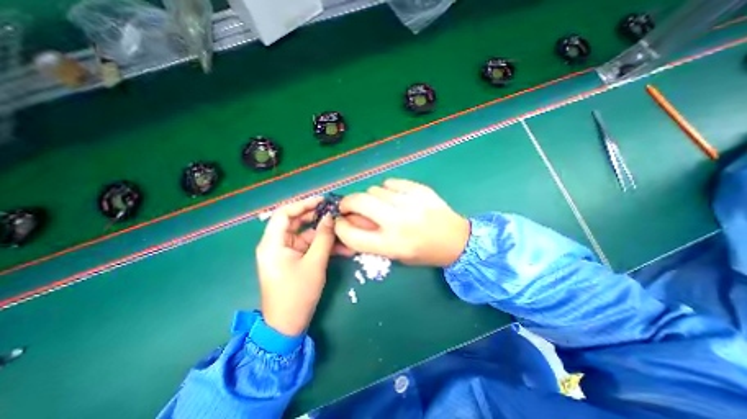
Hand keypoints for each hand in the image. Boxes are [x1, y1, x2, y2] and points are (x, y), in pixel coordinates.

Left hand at [255, 196, 339, 336]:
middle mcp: (276, 245)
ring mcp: (286, 253)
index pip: (284, 214)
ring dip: (325, 235)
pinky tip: (342, 248)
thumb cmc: (298, 294)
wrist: (288, 325)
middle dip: (316, 217)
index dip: (303, 204)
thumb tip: (330, 217)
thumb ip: (323, 237)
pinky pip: (309, 247)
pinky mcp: (294, 260)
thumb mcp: (315, 263)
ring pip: (306, 235)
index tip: (322, 201)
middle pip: (296, 222)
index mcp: (273, 243)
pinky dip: (323, 246)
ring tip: (344, 232)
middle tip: (335, 213)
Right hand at [335, 178, 467, 265]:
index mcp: (391, 245)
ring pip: (374, 189)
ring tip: (381, 204)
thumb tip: (349, 220)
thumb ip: (370, 239)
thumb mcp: (395, 254)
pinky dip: (387, 189)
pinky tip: (395, 197)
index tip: (340, 221)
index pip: (351, 234)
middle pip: (358, 202)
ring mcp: (410, 202)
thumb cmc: (424, 252)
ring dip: (371, 197)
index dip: (339, 226)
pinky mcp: (419, 189)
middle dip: (347, 202)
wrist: (457, 240)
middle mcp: (398, 222)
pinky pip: (390, 182)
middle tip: (350, 206)